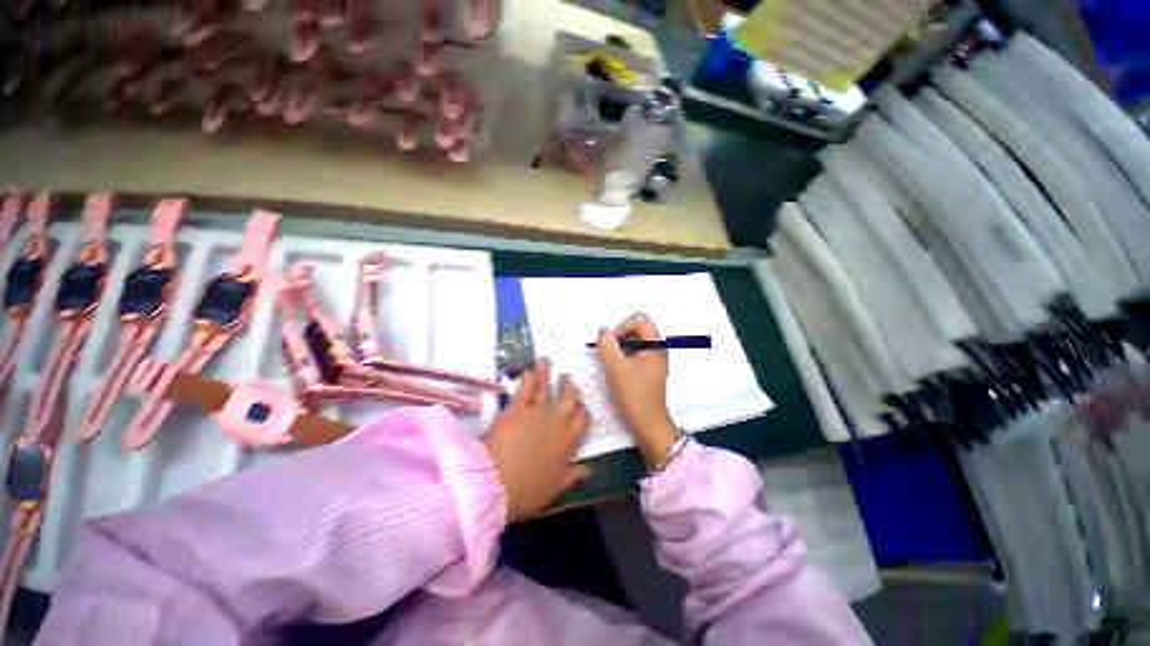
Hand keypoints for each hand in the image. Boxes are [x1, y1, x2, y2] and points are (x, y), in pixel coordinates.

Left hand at [485, 358, 591, 521]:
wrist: (496, 485)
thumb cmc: (526, 491)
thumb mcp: (554, 489)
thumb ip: (572, 476)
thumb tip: (589, 469)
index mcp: (569, 443)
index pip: (583, 420)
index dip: (583, 410)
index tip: (581, 405)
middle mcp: (558, 422)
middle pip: (570, 399)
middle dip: (570, 387)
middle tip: (567, 378)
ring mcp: (538, 411)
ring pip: (548, 387)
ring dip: (548, 373)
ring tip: (546, 360)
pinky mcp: (518, 407)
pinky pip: (526, 387)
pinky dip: (529, 377)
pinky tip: (529, 370)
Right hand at [595, 313, 679, 467]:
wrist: (647, 424)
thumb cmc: (634, 395)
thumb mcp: (616, 367)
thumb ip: (607, 345)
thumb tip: (603, 331)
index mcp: (655, 345)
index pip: (638, 320)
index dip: (621, 327)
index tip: (611, 344)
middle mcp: (656, 349)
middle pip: (635, 329)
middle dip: (618, 338)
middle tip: (606, 353)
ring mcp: (652, 359)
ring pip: (632, 342)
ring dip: (617, 348)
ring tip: (609, 363)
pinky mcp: (647, 369)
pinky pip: (632, 354)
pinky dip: (621, 357)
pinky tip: (614, 370)